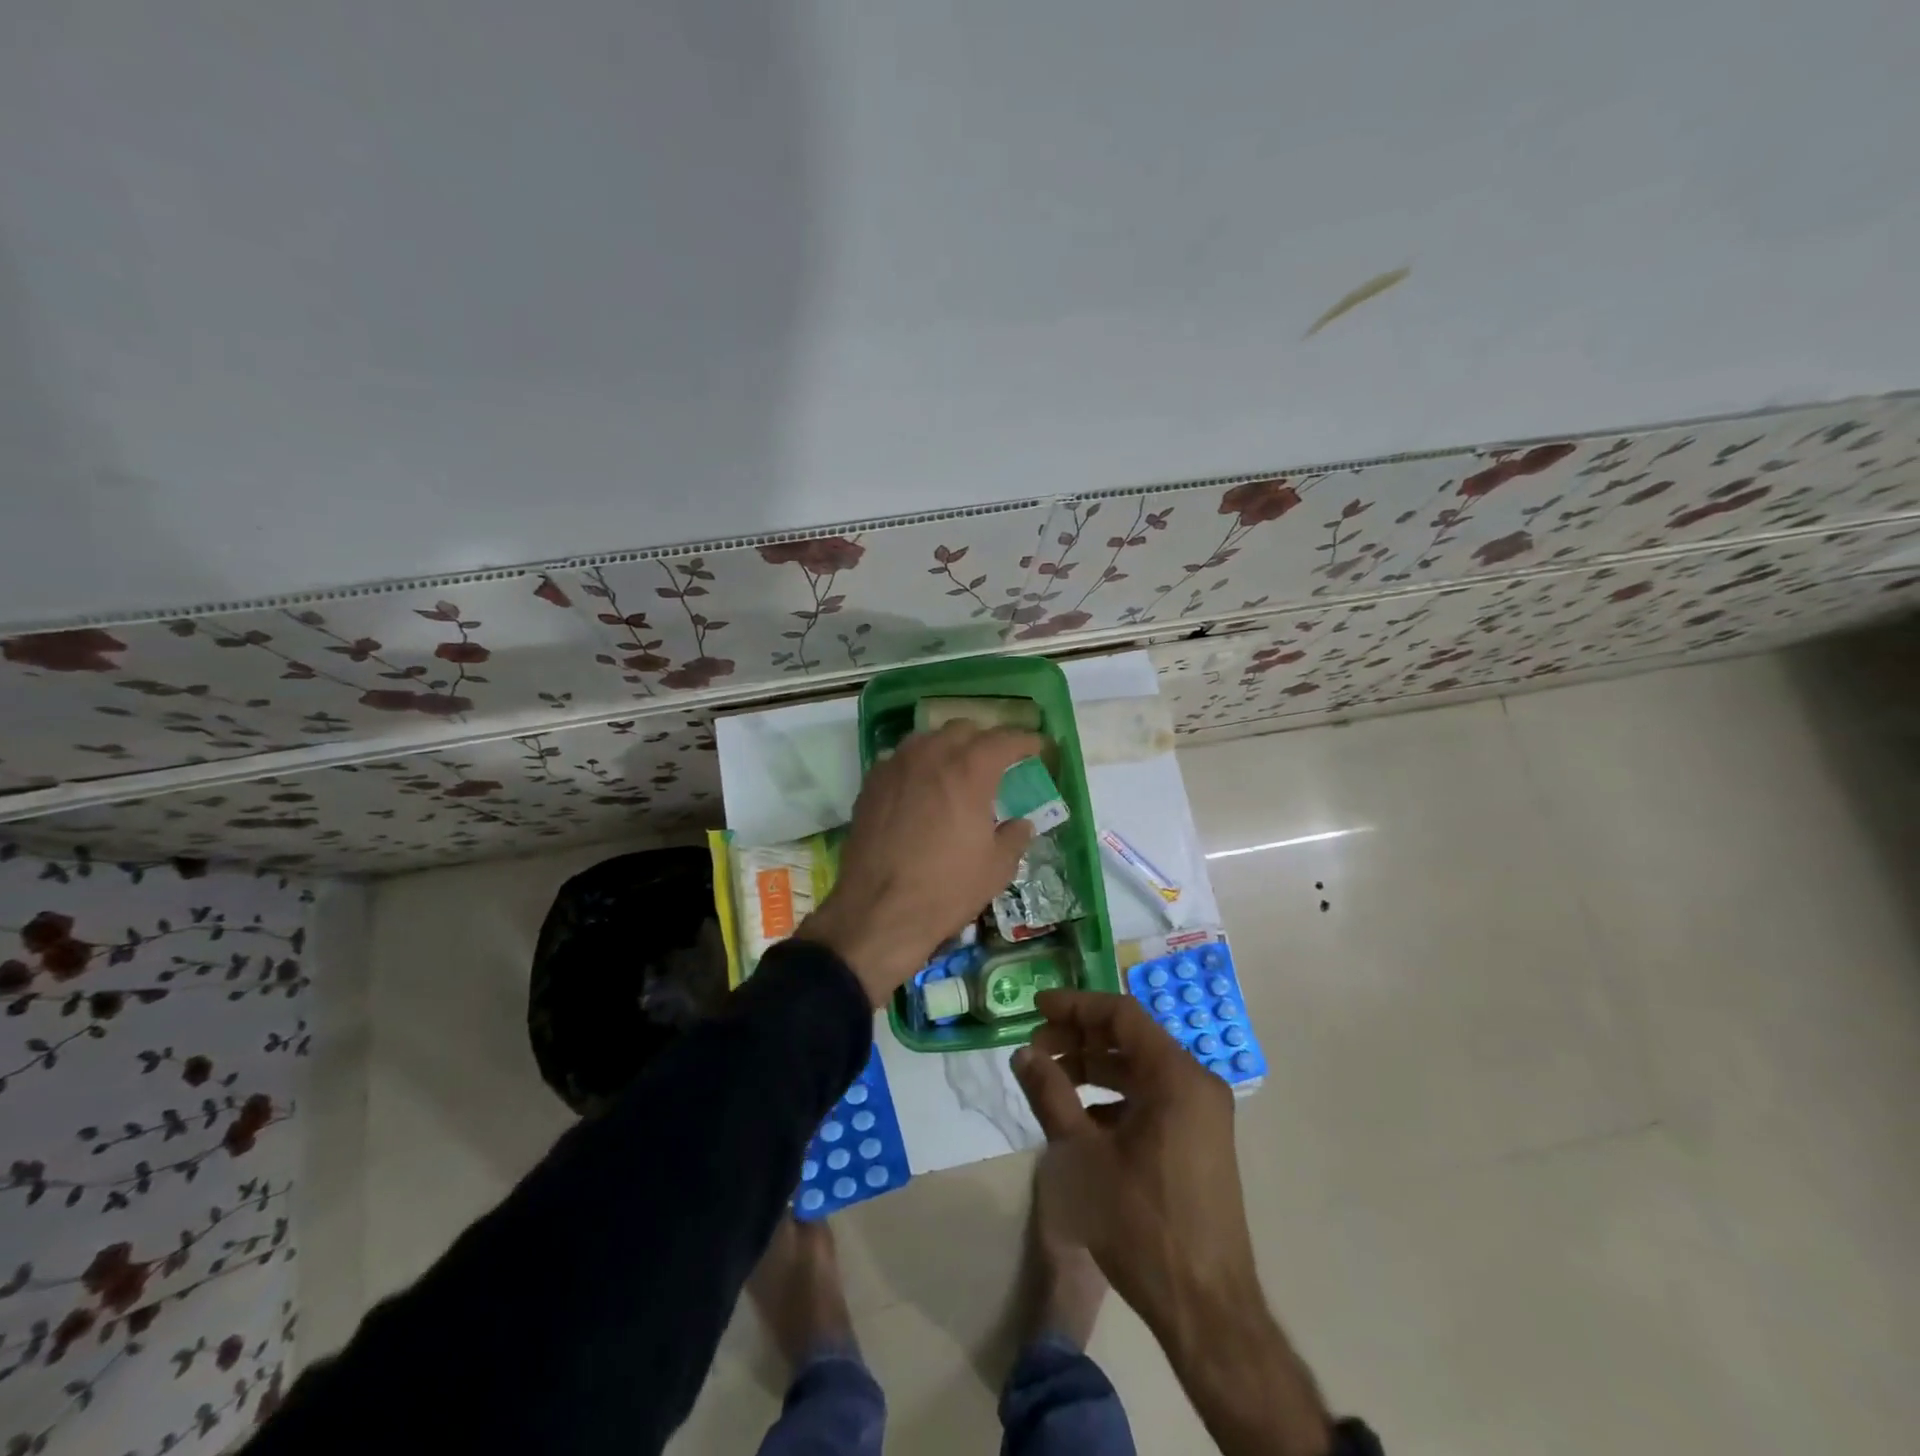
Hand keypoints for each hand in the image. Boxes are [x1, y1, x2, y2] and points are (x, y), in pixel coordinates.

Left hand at [799, 722, 1038, 1006]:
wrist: (878, 912)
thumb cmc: (946, 889)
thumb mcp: (996, 868)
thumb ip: (1015, 837)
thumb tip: (1021, 824)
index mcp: (969, 770)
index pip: (1004, 739)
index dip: (1025, 740)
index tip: (1037, 747)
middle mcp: (931, 756)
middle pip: (963, 730)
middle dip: (984, 740)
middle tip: (996, 761)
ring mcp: (895, 766)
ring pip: (927, 738)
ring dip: (947, 747)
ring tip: (956, 769)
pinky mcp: (870, 784)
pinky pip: (900, 759)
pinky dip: (917, 765)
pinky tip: (921, 788)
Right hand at [1010, 990, 1256, 1337]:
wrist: (1206, 1309)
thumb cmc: (1142, 1224)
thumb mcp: (1083, 1155)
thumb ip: (1051, 1095)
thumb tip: (1022, 1053)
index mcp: (1177, 1076)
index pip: (1122, 1014)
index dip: (1075, 1006)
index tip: (1036, 1008)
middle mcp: (1196, 1083)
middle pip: (1131, 1039)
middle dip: (1080, 1038)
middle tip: (1036, 1051)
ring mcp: (1202, 1113)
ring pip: (1140, 1069)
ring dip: (1094, 1068)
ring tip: (1052, 1080)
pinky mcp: (1198, 1139)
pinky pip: (1152, 1097)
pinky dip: (1115, 1097)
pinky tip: (1081, 1118)